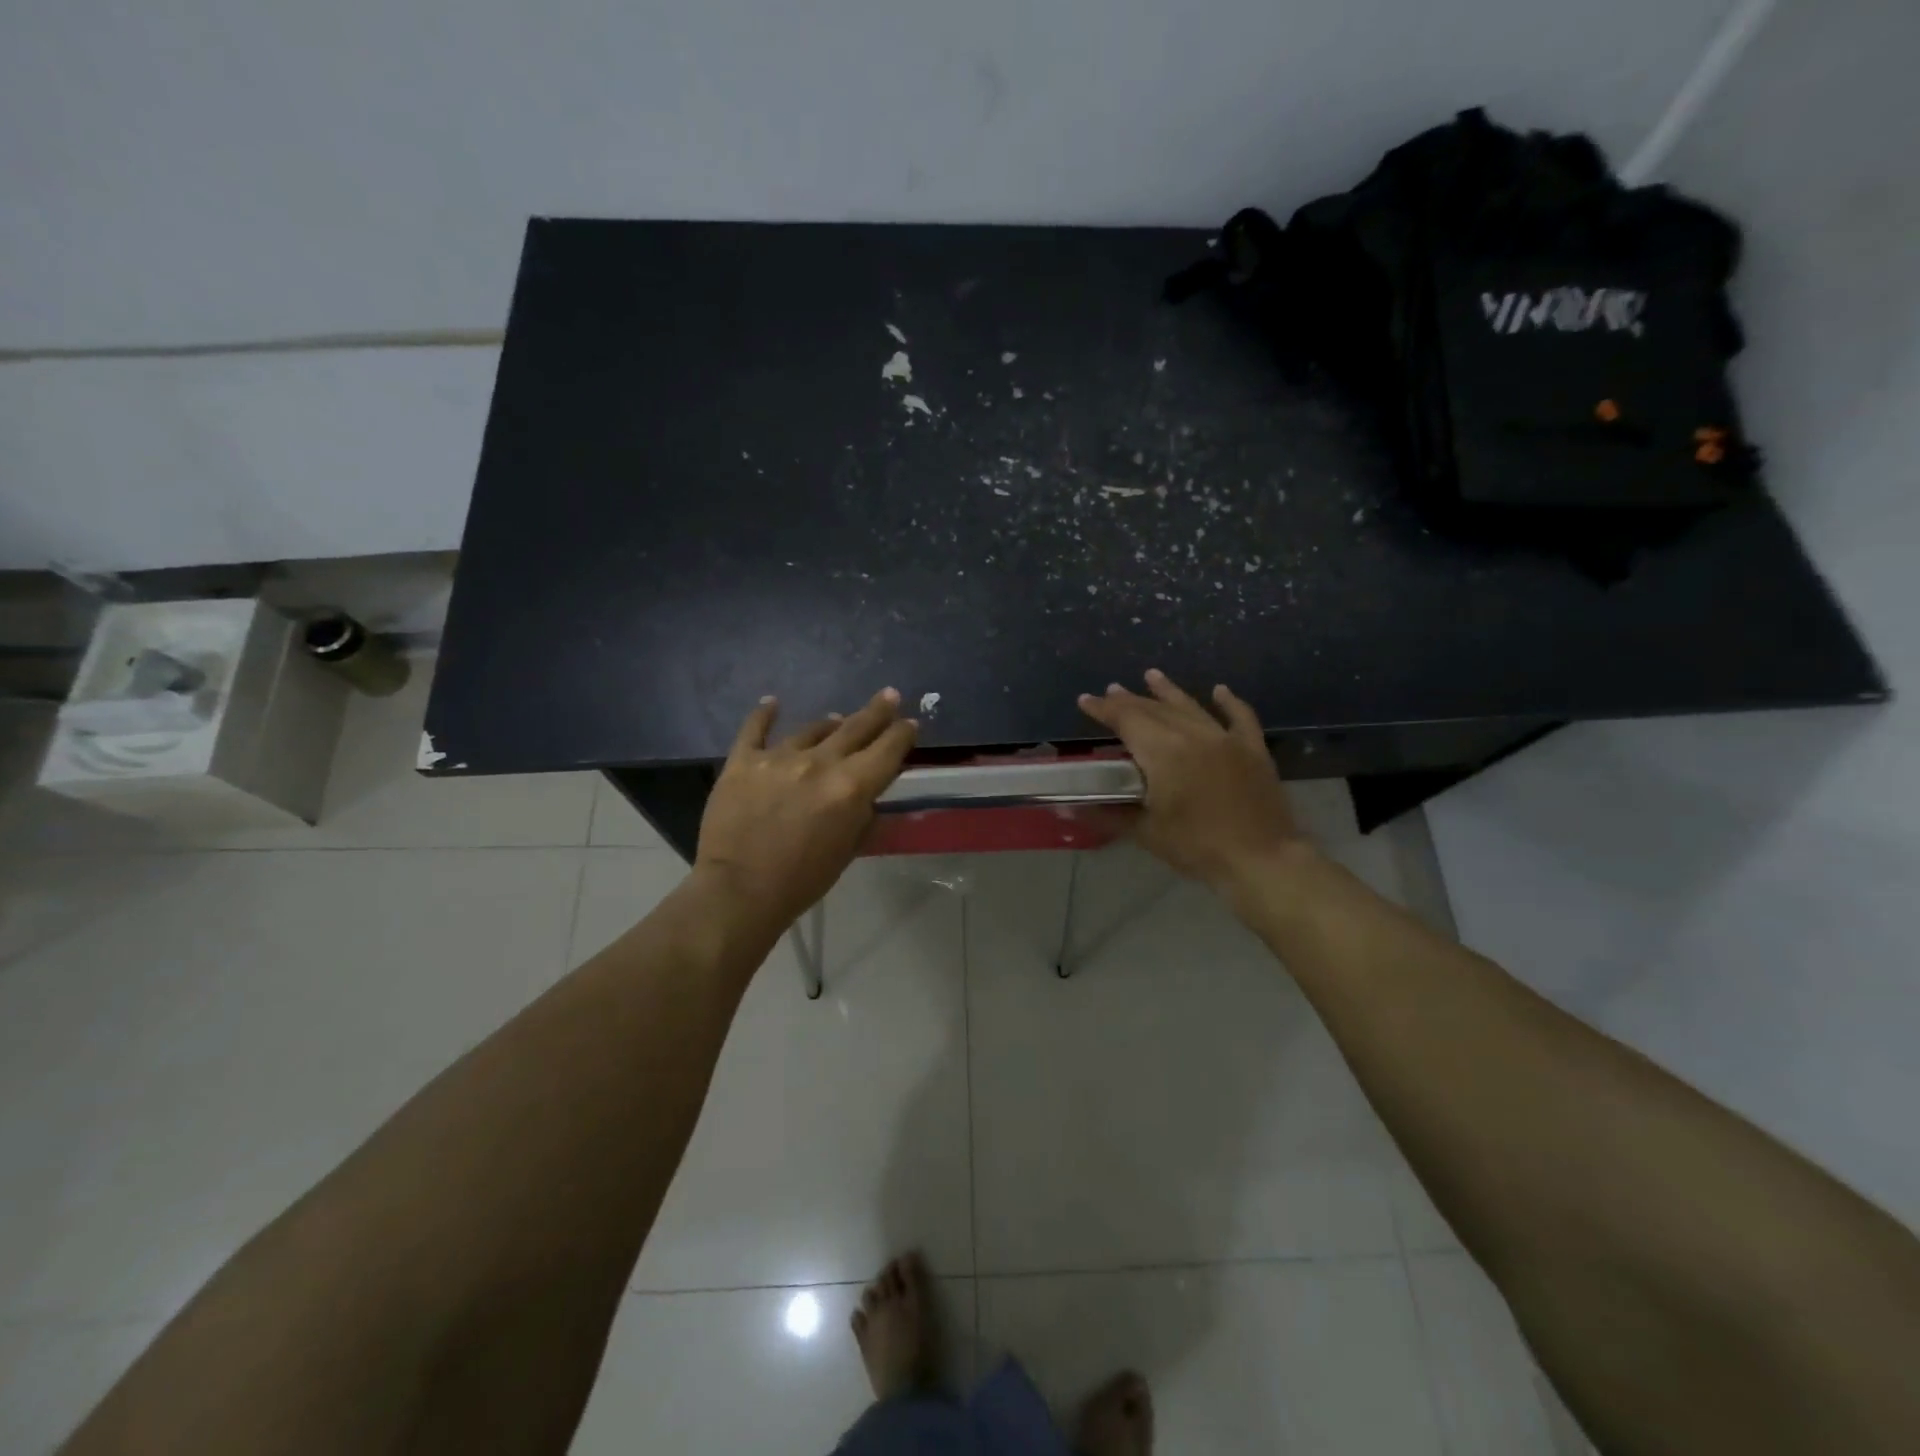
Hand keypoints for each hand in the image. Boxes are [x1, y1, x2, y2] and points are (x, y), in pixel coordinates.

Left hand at [695, 688, 918, 927]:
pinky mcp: (743, 761)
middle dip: (876, 712)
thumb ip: (863, 817)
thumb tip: (869, 797)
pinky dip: (764, 714)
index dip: (902, 735)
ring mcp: (778, 758)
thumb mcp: (848, 851)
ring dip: (829, 723)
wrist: (739, 891)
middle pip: (855, 728)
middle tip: (889, 695)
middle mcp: (819, 763)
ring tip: (836, 719)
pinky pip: (755, 729)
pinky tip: (772, 702)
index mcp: (850, 787)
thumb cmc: (802, 881)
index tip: (909, 723)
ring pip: (812, 729)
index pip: (887, 751)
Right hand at [1078, 670, 1307, 890]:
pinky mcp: (1253, 750)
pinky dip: (1229, 702)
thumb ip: (1107, 815)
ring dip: (1168, 691)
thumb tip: (1067, 811)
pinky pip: (1240, 717)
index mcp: (1163, 752)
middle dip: (1130, 700)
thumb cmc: (1197, 847)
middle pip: (1155, 710)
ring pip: (1191, 706)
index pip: (1126, 719)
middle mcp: (1193, 735)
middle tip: (1111, 690)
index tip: (1085, 700)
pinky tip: (1219, 690)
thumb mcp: (1146, 832)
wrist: (1261, 860)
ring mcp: (1226, 739)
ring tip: (1151, 675)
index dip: (1104, 709)